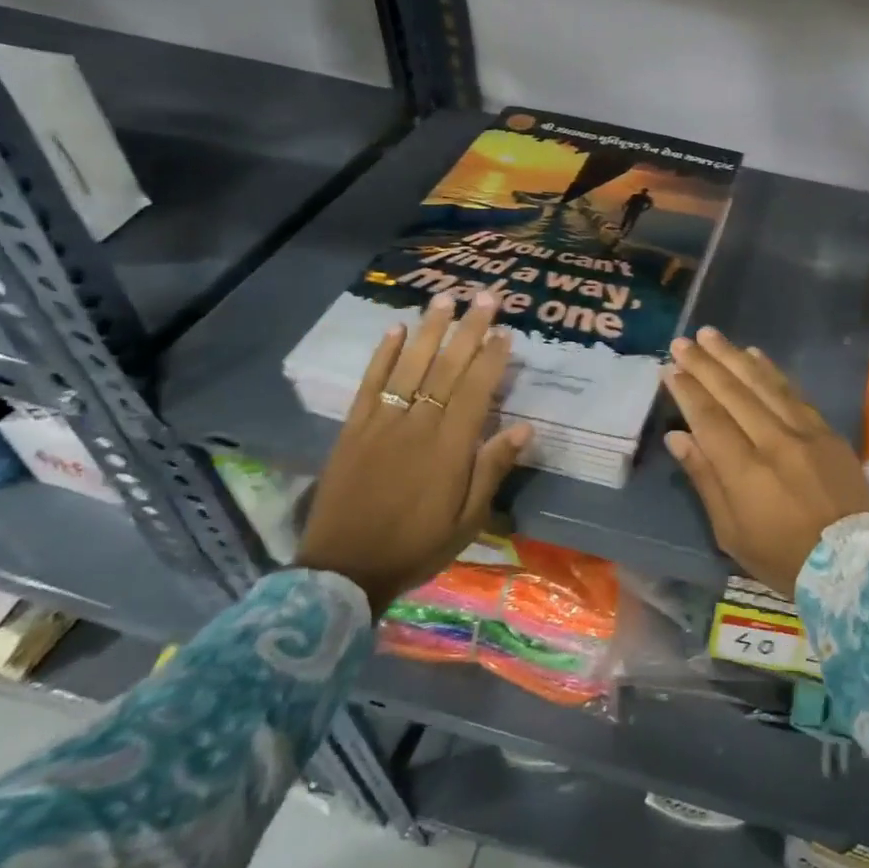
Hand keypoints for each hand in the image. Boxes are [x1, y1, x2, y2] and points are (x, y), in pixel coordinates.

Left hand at [296, 292, 532, 615]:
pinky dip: (383, 355)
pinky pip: (370, 384)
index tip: (506, 332)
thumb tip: (524, 427)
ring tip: (445, 299)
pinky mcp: (353, 429)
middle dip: (468, 330)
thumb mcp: (468, 520)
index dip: (492, 359)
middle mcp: (418, 425)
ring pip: (410, 366)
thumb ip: (492, 470)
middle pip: (447, 368)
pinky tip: (395, 329)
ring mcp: (382, 423)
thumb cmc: (416, 546)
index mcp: (450, 448)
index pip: (476, 390)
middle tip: (485, 297)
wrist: (343, 570)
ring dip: (429, 330)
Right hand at [662, 327, 868, 597]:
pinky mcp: (828, 432)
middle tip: (683, 341)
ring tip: (712, 336)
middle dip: (705, 364)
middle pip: (734, 393)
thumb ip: (705, 479)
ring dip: (735, 357)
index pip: (709, 419)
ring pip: (764, 384)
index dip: (687, 391)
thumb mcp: (732, 532)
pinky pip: (795, 392)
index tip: (669, 368)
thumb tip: (678, 437)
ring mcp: (806, 433)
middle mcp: (775, 442)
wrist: (852, 565)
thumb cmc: (783, 558)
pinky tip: (755, 355)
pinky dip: (773, 371)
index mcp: (746, 471)